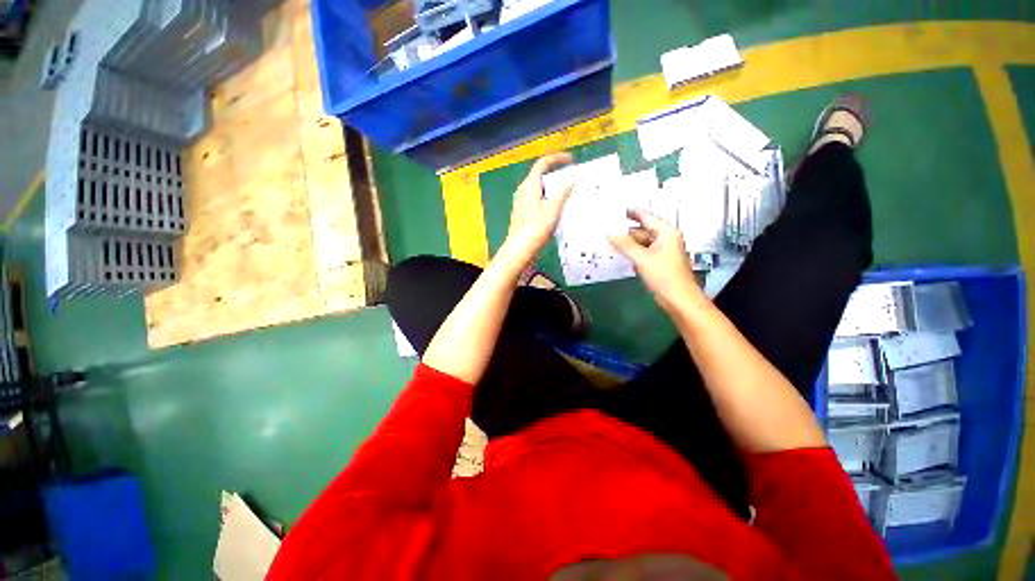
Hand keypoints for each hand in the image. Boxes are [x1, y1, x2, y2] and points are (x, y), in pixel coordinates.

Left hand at [503, 152, 573, 263]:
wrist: (519, 248)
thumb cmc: (536, 228)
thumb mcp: (553, 209)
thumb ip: (563, 192)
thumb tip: (573, 177)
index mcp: (529, 185)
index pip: (543, 163)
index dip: (558, 158)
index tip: (571, 161)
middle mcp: (522, 190)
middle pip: (541, 175)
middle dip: (557, 175)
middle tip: (572, 181)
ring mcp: (520, 201)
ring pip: (539, 188)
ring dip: (552, 188)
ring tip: (566, 195)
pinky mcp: (521, 211)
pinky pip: (536, 198)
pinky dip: (547, 198)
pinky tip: (555, 209)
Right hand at [609, 209, 702, 311]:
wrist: (679, 299)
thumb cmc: (664, 276)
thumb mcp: (642, 258)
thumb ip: (625, 244)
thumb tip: (611, 233)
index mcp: (666, 233)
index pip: (647, 217)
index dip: (632, 213)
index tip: (616, 210)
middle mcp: (665, 240)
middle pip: (643, 230)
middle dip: (626, 231)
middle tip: (607, 229)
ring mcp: (662, 252)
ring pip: (641, 243)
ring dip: (627, 243)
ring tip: (609, 241)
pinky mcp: (658, 263)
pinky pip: (642, 253)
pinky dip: (631, 253)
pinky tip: (619, 254)